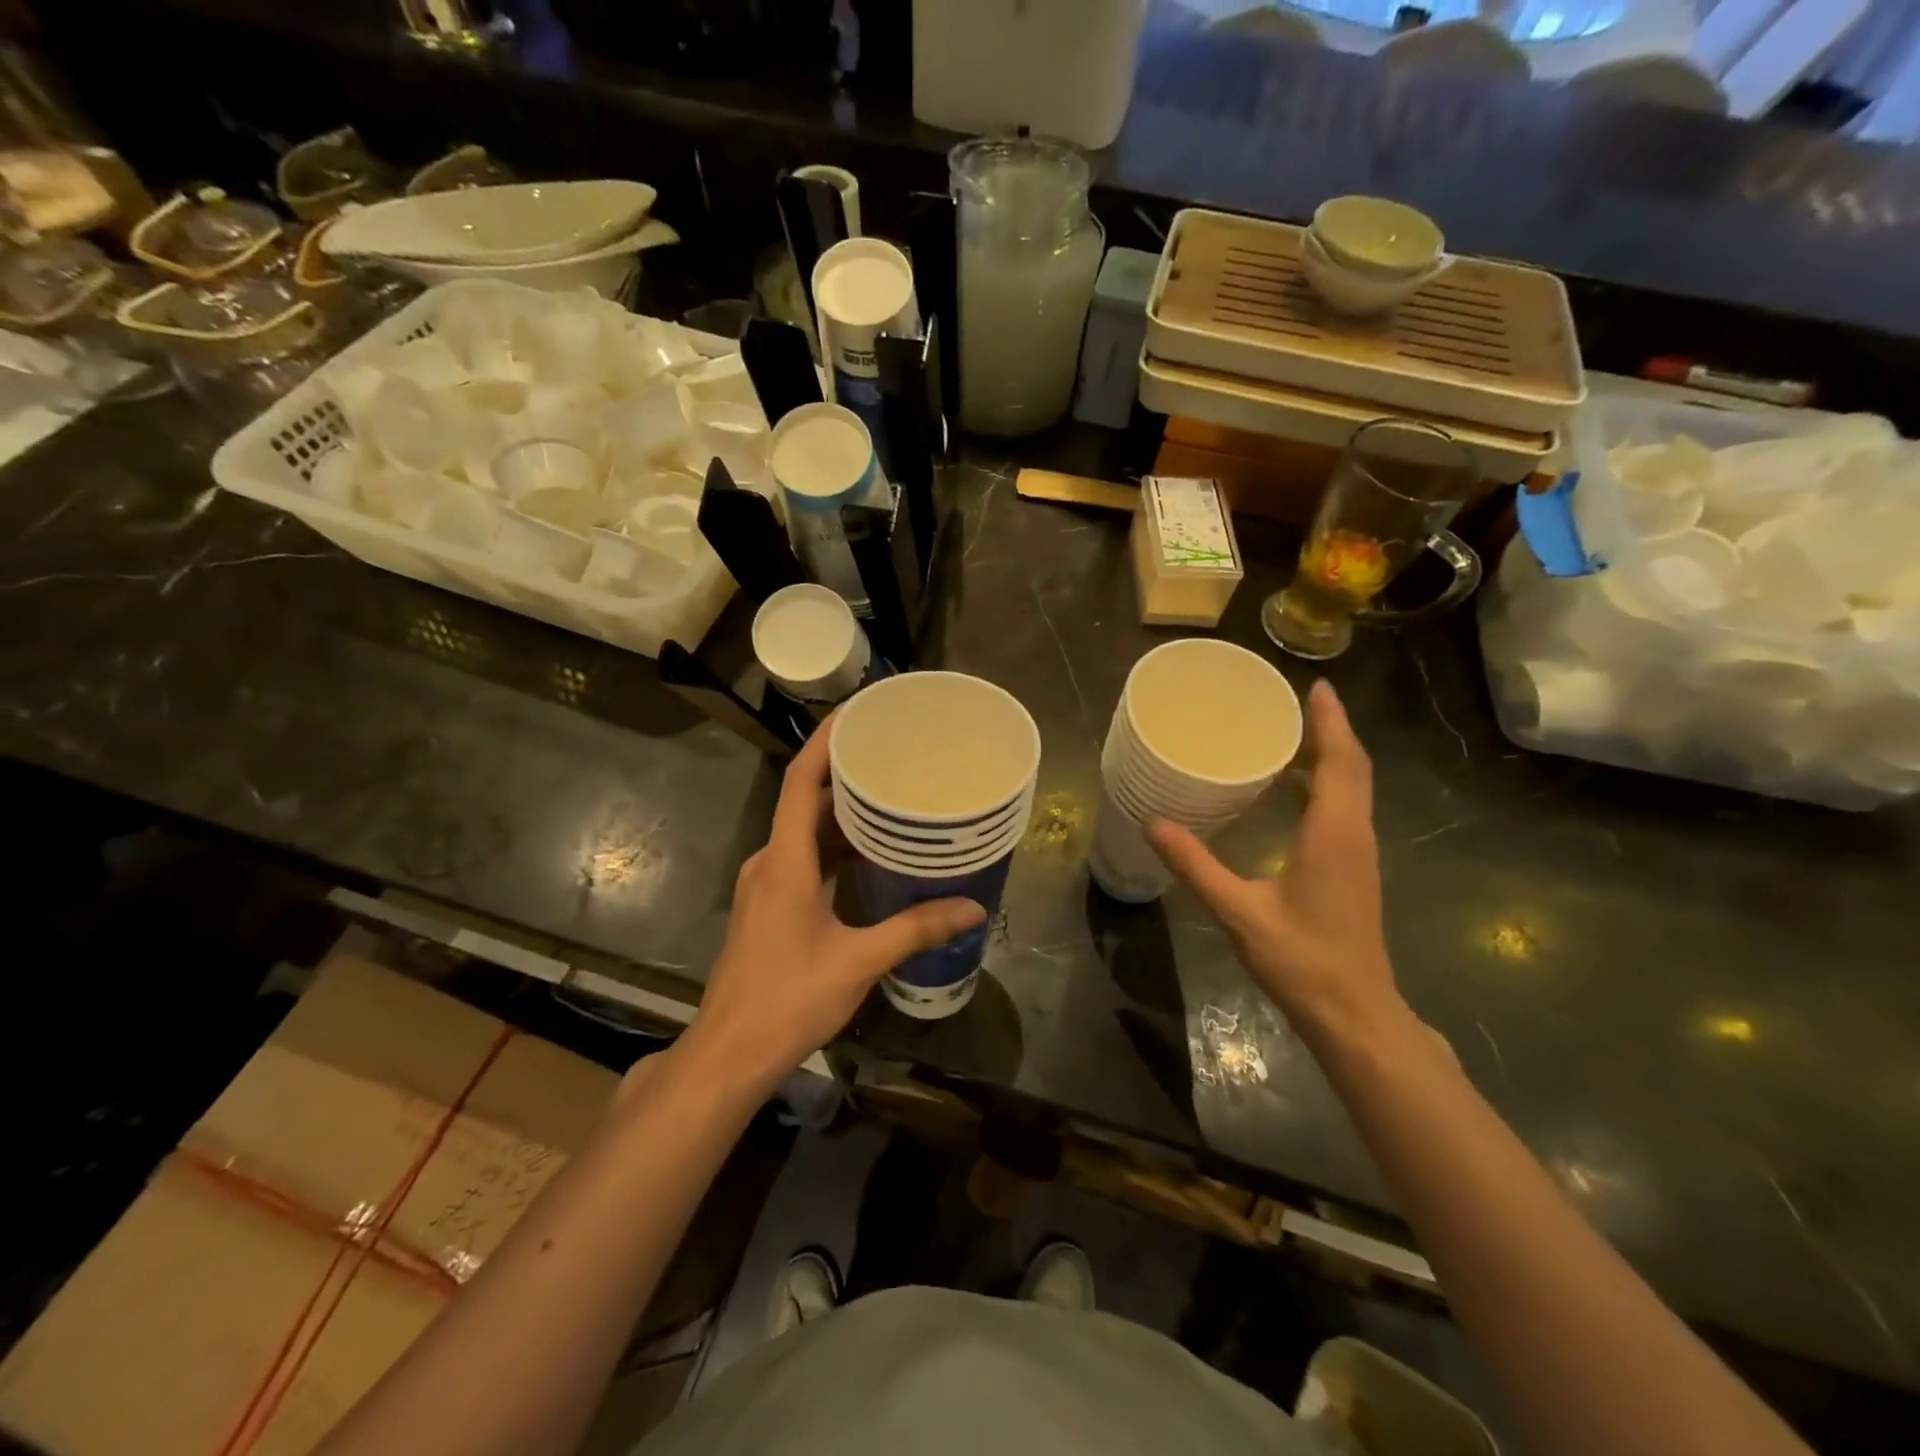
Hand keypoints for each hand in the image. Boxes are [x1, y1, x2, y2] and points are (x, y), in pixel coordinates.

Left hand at [675, 716, 984, 1095]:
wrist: (730, 1053)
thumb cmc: (789, 998)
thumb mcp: (860, 960)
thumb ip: (916, 929)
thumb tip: (972, 908)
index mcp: (785, 860)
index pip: (802, 781)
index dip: (826, 741)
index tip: (858, 712)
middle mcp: (769, 861)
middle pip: (807, 802)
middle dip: (848, 777)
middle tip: (895, 757)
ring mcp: (764, 885)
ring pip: (806, 834)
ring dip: (844, 816)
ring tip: (892, 799)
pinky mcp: (768, 906)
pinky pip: (803, 859)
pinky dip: (835, 849)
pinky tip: (871, 857)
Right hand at [1148, 681, 1404, 1048]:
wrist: (1355, 1013)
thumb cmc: (1302, 960)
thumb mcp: (1239, 911)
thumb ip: (1195, 866)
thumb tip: (1153, 823)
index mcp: (1333, 833)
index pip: (1339, 761)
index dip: (1330, 722)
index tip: (1317, 686)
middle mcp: (1354, 833)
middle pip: (1352, 767)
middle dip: (1329, 730)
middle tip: (1295, 702)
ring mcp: (1358, 853)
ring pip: (1353, 788)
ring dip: (1331, 756)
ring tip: (1292, 735)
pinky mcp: (1354, 869)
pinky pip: (1346, 808)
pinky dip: (1328, 784)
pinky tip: (1296, 791)